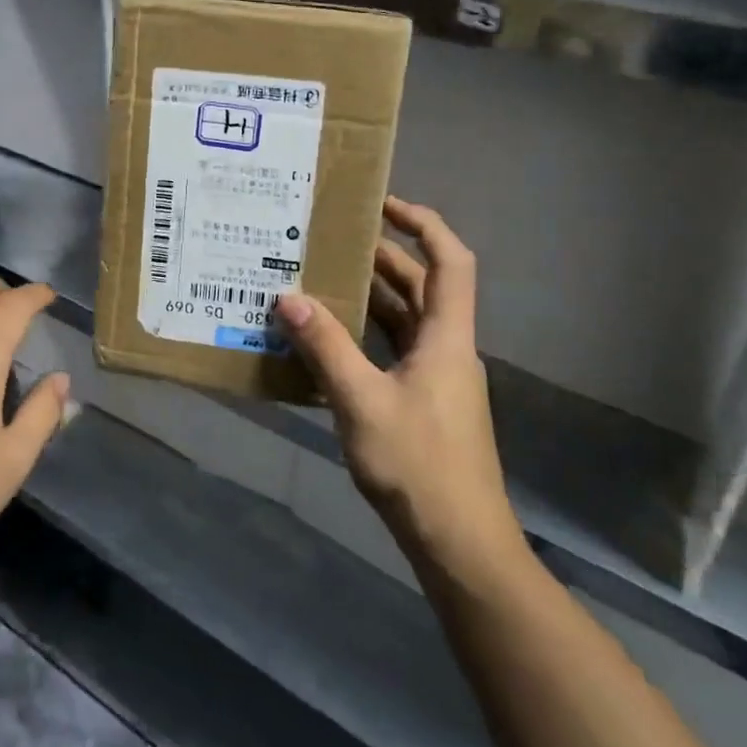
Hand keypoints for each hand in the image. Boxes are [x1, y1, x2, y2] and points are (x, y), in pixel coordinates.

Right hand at [275, 198, 525, 577]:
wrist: (458, 542)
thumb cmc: (418, 465)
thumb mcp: (361, 401)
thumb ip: (325, 347)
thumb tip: (289, 298)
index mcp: (447, 338)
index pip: (450, 261)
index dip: (423, 224)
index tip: (383, 205)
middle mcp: (447, 349)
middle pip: (423, 287)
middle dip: (383, 258)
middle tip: (333, 241)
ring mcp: (438, 379)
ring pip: (406, 321)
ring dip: (372, 298)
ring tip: (323, 280)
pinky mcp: (424, 404)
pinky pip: (394, 352)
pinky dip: (367, 337)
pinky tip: (329, 342)